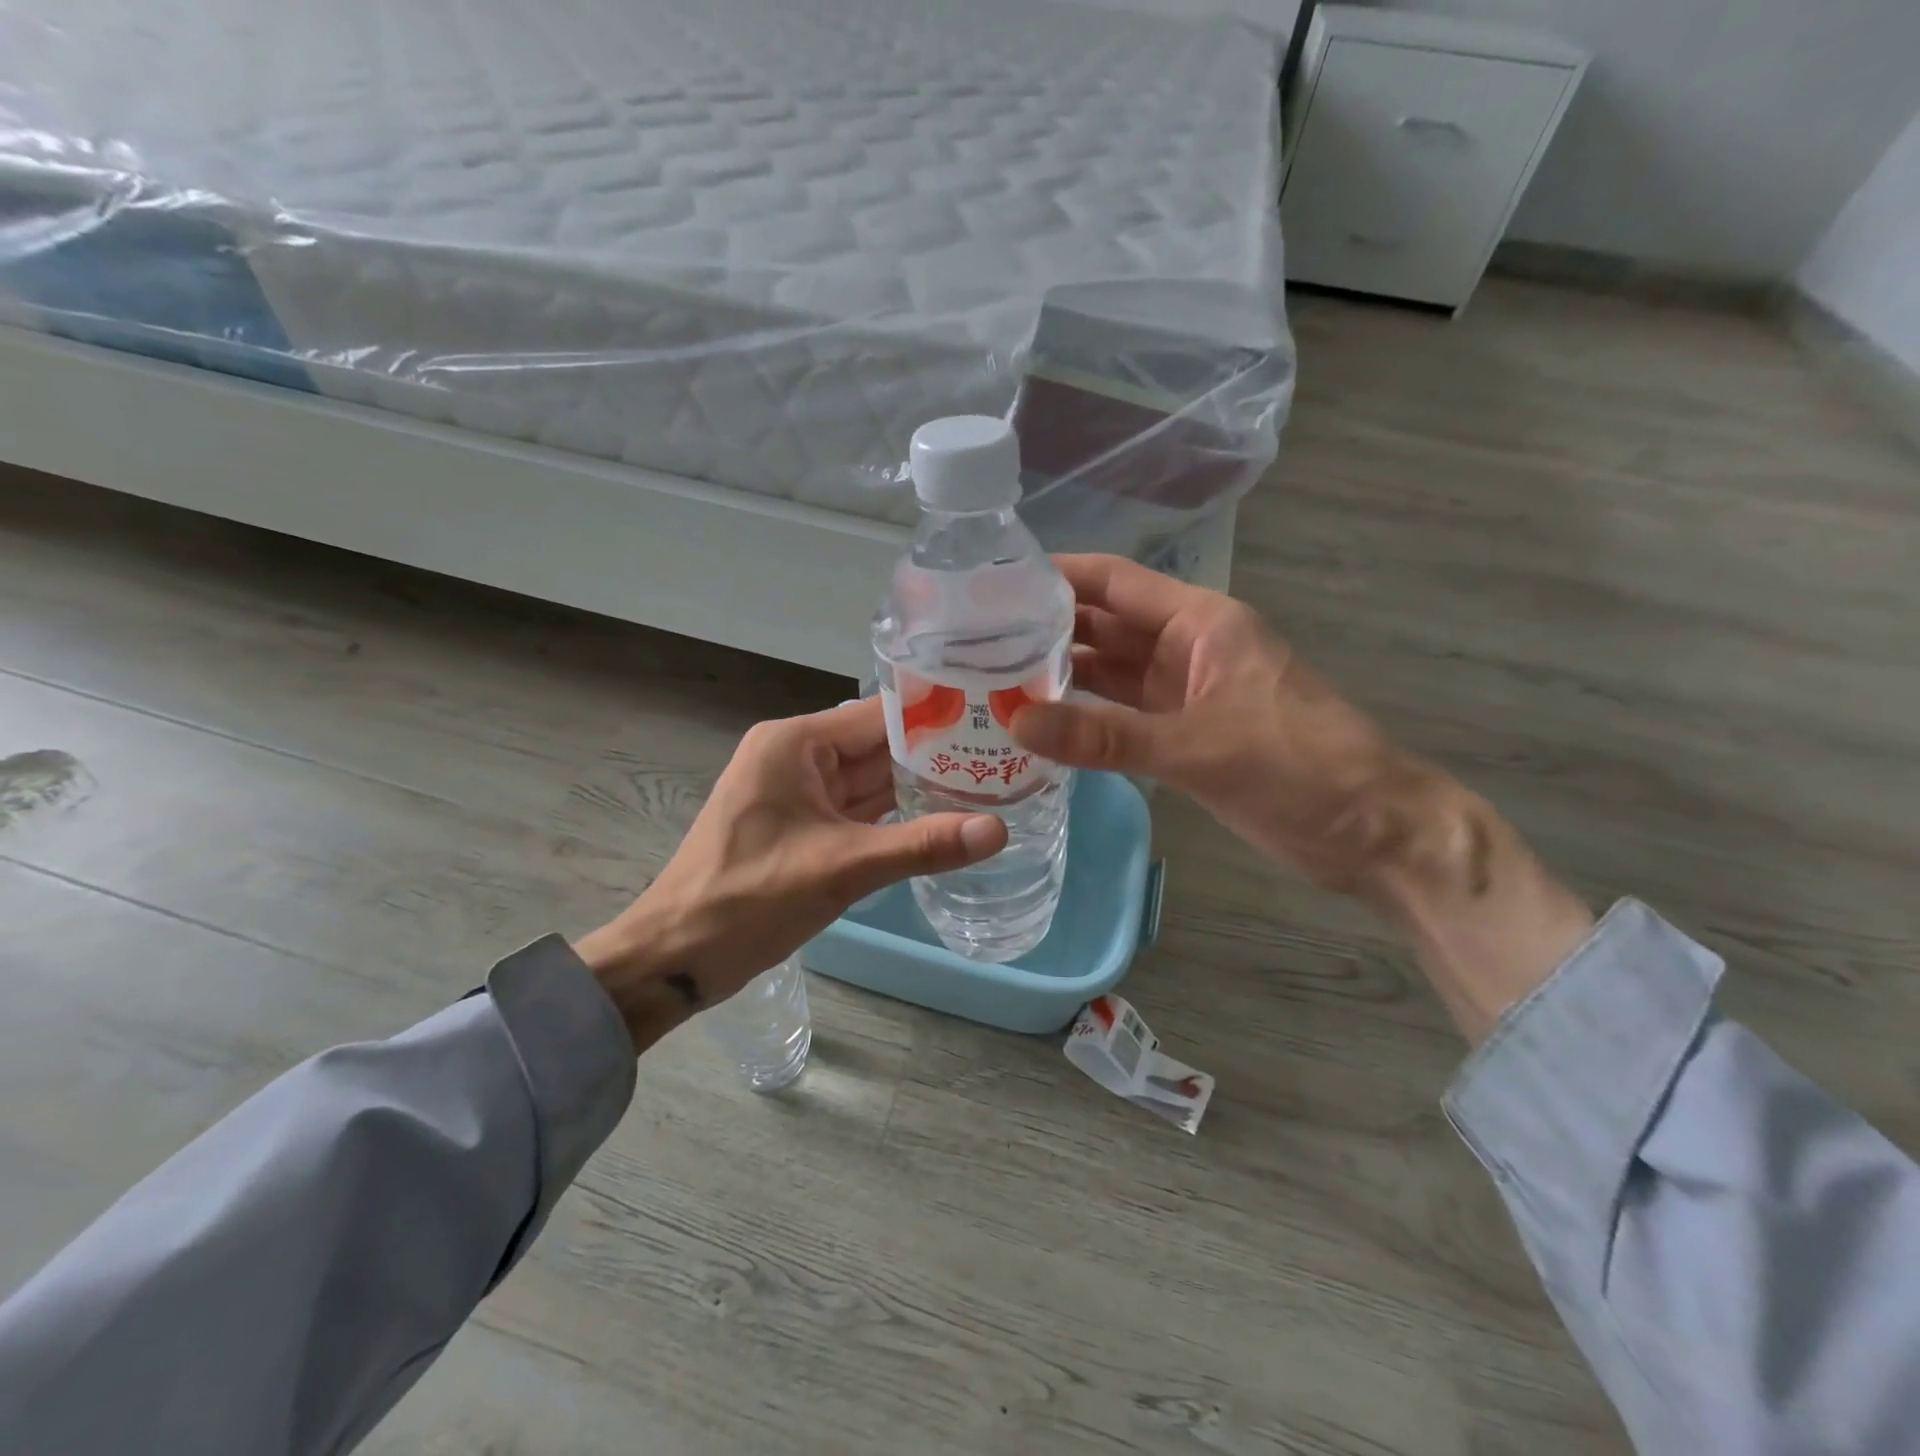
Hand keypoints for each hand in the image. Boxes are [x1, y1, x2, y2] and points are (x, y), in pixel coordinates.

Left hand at [576, 699, 1005, 1051]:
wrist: (675, 955)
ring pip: (871, 780)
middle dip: (936, 756)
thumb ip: (921, 845)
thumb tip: (998, 830)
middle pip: (879, 746)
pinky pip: (857, 810)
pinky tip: (942, 821)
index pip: (881, 715)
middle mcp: (797, 756)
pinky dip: (894, 817)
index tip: (995, 723)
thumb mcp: (842, 868)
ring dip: (919, 788)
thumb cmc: (749, 899)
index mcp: (797, 743)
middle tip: (1005, 759)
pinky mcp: (801, 825)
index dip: (938, 718)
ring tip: (989, 786)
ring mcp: (798, 792)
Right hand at [1007, 554, 1419, 891]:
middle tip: (972, 638)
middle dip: (1045, 627)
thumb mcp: (1200, 748)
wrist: (1373, 832)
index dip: (1057, 574)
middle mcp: (1187, 648)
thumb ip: (1105, 737)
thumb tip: (1017, 722)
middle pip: (1104, 625)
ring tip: (990, 678)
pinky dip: (1084, 718)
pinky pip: (1121, 715)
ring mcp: (1185, 693)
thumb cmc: (1300, 769)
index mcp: (1200, 623)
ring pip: (1110, 672)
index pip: (1114, 582)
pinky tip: (1038, 726)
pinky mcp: (1185, 734)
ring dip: (1059, 675)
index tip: (993, 579)